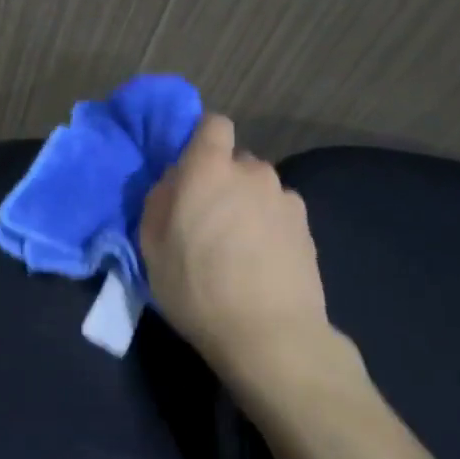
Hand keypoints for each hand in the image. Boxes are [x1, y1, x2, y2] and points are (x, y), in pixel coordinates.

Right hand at [142, 114, 333, 381]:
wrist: (269, 334)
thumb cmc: (196, 290)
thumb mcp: (152, 249)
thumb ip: (159, 202)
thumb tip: (173, 183)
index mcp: (209, 171)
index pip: (213, 125)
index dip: (202, 141)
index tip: (190, 172)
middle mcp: (252, 173)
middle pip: (236, 162)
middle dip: (222, 181)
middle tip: (208, 221)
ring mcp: (285, 198)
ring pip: (259, 190)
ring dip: (247, 206)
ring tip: (239, 249)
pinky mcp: (307, 226)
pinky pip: (279, 213)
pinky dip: (269, 228)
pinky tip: (262, 263)